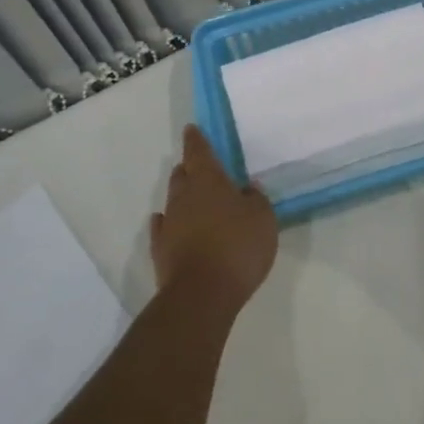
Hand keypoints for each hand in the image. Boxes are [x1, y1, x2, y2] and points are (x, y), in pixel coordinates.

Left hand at [151, 126, 277, 312]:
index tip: (192, 129)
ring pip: (173, 200)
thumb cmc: (237, 247)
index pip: (199, 152)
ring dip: (182, 196)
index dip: (196, 140)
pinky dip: (167, 223)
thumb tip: (247, 189)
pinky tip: (170, 224)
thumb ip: (256, 199)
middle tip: (199, 167)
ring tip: (193, 197)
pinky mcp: (161, 251)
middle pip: (183, 174)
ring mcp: (169, 224)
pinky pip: (163, 228)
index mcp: (208, 181)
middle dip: (189, 168)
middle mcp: (184, 196)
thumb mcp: (262, 219)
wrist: (202, 294)